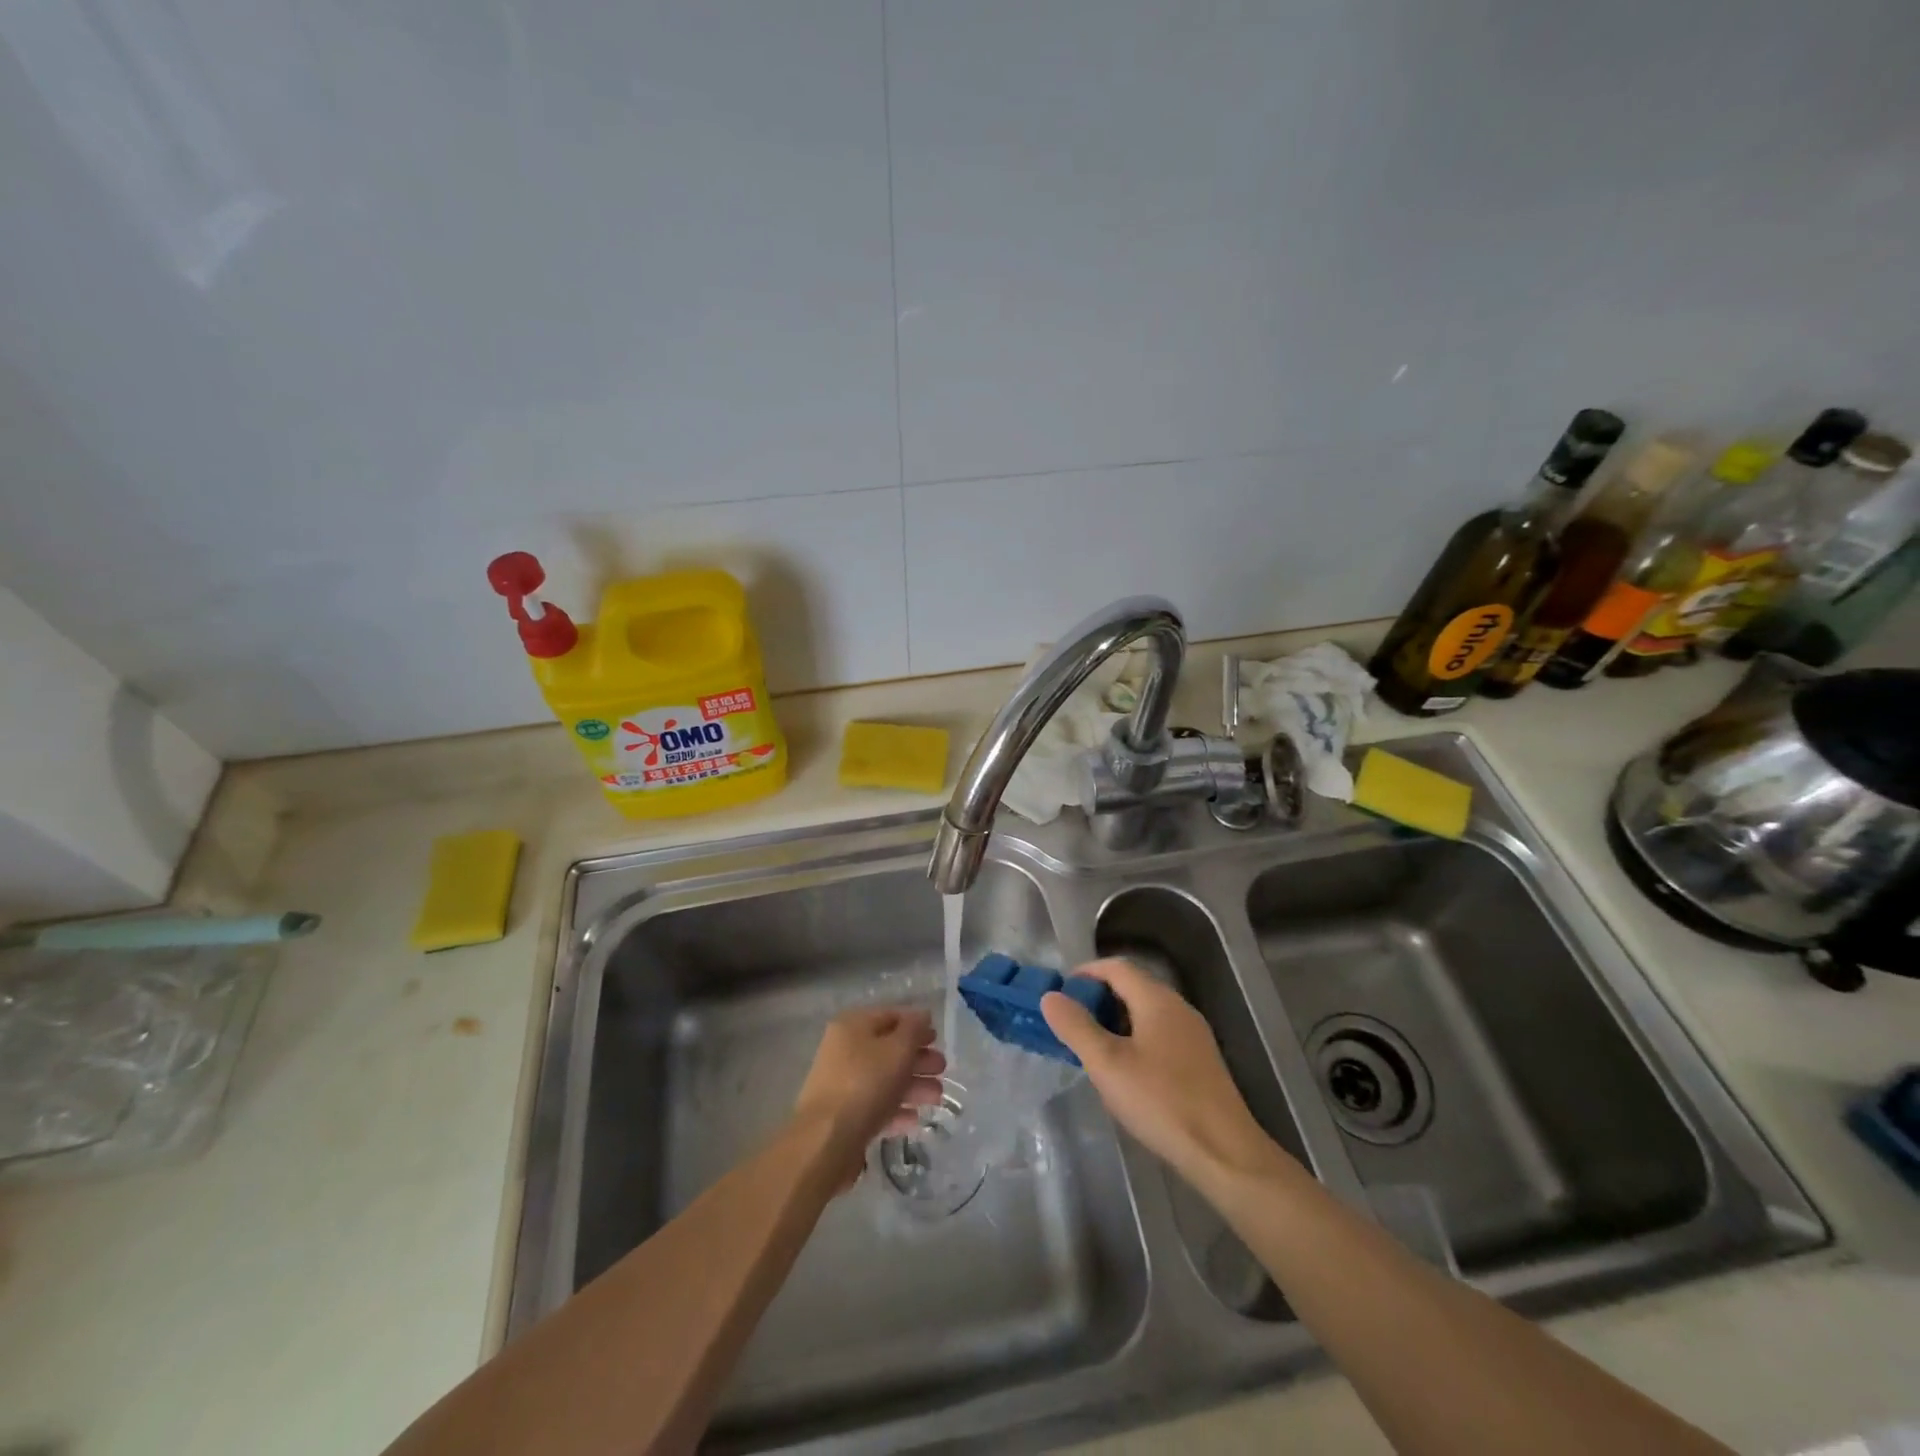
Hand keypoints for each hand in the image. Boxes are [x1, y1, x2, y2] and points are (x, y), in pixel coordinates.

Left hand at [793, 1008, 946, 1179]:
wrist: (826, 1141)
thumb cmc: (865, 1084)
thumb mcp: (897, 1049)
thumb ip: (914, 1029)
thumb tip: (923, 1015)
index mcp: (853, 1026)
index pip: (891, 1016)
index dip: (917, 1025)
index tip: (938, 1039)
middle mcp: (845, 1050)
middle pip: (889, 1049)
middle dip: (919, 1058)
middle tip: (942, 1070)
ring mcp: (843, 1084)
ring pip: (885, 1078)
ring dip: (913, 1085)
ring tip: (937, 1098)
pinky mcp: (844, 1115)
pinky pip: (876, 1105)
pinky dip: (896, 1109)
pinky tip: (915, 1120)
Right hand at [1042, 958, 1272, 1183]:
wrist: (1225, 1153)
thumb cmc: (1161, 1101)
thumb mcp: (1107, 1064)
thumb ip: (1076, 1027)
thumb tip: (1050, 996)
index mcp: (1157, 999)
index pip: (1116, 967)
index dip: (1085, 973)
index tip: (1060, 994)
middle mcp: (1179, 1007)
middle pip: (1132, 987)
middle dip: (1098, 998)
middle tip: (1070, 1023)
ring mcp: (1194, 1035)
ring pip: (1146, 1012)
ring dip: (1115, 1020)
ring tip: (1091, 1048)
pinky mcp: (1201, 1061)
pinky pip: (1160, 1034)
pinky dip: (1135, 1039)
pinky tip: (1126, 1072)